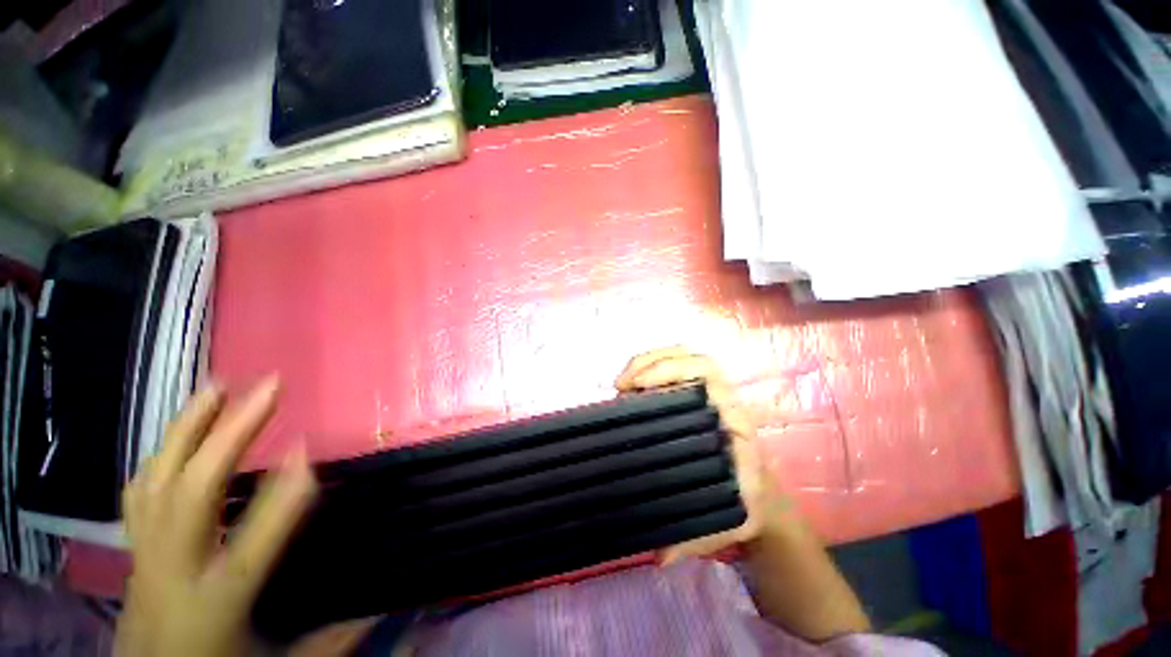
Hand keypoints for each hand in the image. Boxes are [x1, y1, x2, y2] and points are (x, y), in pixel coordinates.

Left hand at [116, 377, 317, 656]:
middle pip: (194, 492)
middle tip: (267, 387)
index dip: (285, 491)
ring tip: (215, 387)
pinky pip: (141, 493)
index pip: (256, 538)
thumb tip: (381, 609)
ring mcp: (148, 554)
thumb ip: (328, 642)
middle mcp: (176, 568)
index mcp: (217, 599)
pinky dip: (162, 455)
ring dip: (188, 428)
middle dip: (231, 433)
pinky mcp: (135, 549)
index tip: (308, 447)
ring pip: (158, 482)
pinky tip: (179, 434)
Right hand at [615, 347, 788, 563]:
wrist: (762, 496)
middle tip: (621, 384)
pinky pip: (674, 369)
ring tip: (622, 383)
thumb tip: (658, 553)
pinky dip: (650, 369)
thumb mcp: (727, 522)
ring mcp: (708, 393)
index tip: (635, 388)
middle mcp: (722, 398)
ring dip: (648, 360)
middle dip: (651, 361)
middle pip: (692, 356)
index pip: (706, 375)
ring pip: (682, 356)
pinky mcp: (695, 396)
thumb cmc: (746, 504)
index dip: (668, 372)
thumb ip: (695, 538)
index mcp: (733, 419)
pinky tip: (631, 388)